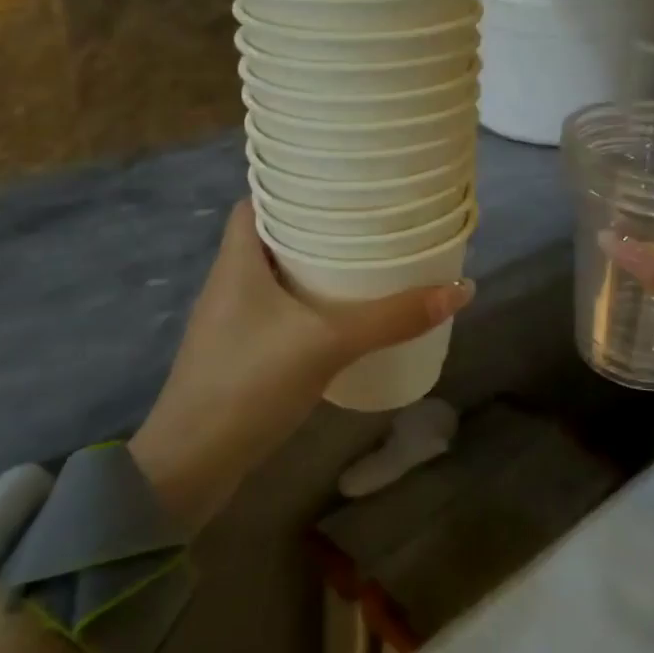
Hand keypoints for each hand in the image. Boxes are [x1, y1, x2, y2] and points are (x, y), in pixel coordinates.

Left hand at [130, 200, 472, 525]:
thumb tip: (462, 289)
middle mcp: (230, 282)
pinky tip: (342, 321)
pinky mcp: (239, 355)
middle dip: (318, 230)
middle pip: (274, 238)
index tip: (341, 187)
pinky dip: (308, 308)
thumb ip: (392, 318)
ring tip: (365, 266)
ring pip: (278, 279)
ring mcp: (232, 322)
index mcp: (237, 260)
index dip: (295, 189)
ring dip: (314, 271)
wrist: (191, 465)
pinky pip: (280, 314)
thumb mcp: (328, 344)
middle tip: (368, 226)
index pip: (258, 200)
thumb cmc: (249, 383)